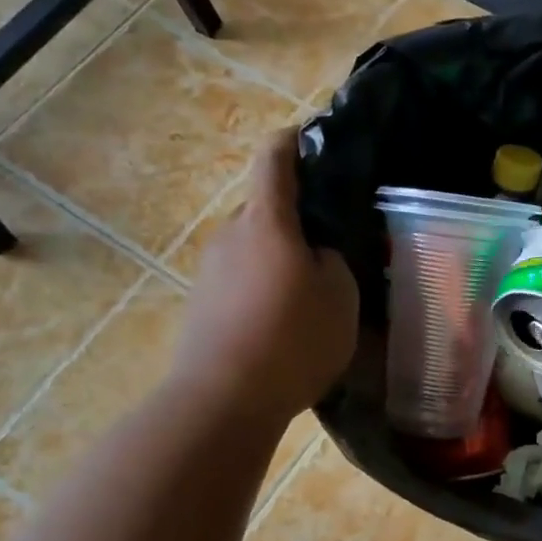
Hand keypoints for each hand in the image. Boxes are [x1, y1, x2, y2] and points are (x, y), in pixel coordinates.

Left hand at [174, 130, 358, 422]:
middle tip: (332, 248)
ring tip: (311, 296)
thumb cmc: (292, 338)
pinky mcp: (201, 304)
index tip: (314, 141)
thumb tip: (315, 254)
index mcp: (266, 220)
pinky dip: (263, 289)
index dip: (295, 141)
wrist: (223, 399)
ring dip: (280, 260)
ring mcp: (210, 270)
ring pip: (253, 248)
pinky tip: (283, 326)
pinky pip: (240, 280)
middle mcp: (230, 234)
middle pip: (266, 209)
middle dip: (298, 221)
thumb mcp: (340, 296)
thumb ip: (333, 261)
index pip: (275, 158)